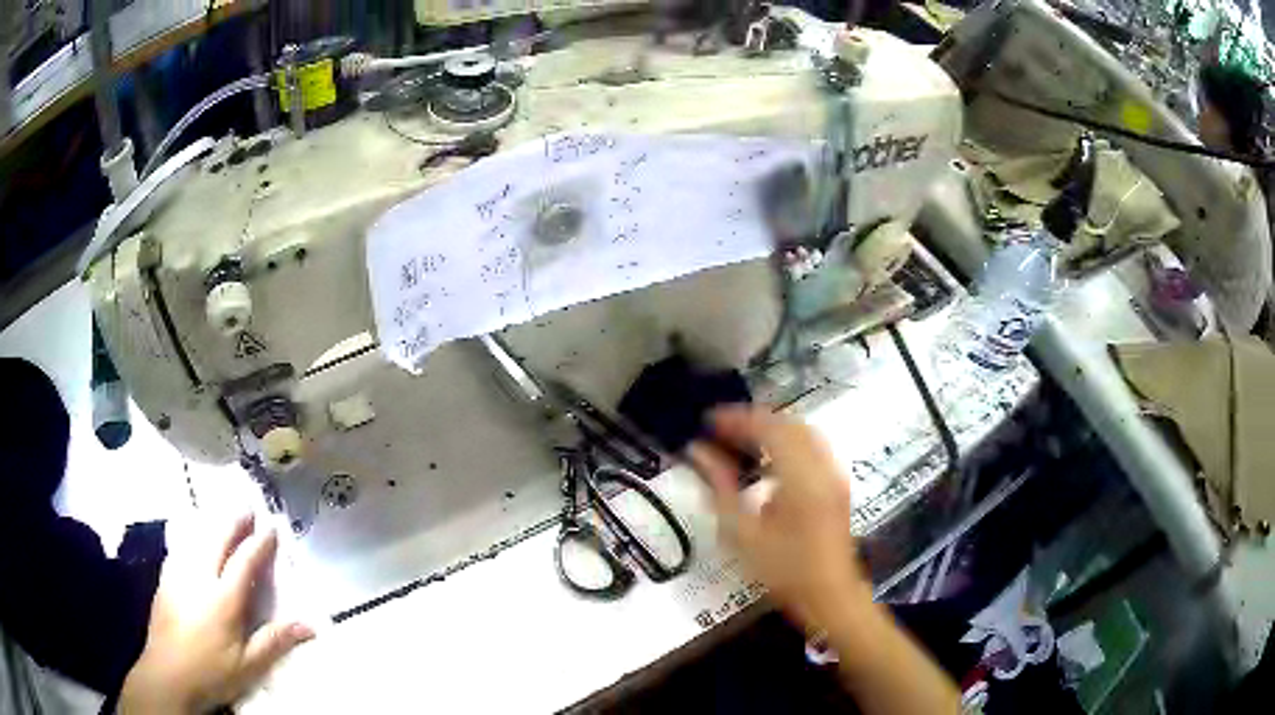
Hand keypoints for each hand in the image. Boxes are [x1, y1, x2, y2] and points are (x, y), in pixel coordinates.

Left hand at [119, 515, 313, 713]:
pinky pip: (180, 548)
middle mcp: (200, 577)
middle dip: (234, 522)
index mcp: (224, 598)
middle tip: (247, 508)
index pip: (244, 562)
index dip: (259, 543)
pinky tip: (191, 539)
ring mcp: (178, 575)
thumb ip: (275, 641)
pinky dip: (191, 537)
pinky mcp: (165, 580)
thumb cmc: (212, 672)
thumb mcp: (249, 665)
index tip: (271, 527)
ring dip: (212, 525)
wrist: (168, 674)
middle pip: (217, 540)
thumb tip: (309, 624)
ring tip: (222, 515)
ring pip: (196, 539)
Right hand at [688, 406, 868, 629]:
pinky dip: (786, 442)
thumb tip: (699, 452)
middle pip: (788, 423)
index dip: (737, 419)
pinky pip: (811, 446)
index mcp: (800, 477)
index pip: (768, 428)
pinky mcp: (836, 483)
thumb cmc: (782, 570)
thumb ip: (719, 487)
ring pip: (802, 432)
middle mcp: (822, 466)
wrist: (829, 595)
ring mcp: (834, 474)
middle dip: (753, 420)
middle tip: (720, 429)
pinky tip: (766, 459)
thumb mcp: (741, 533)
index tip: (707, 421)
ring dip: (771, 429)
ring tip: (739, 439)